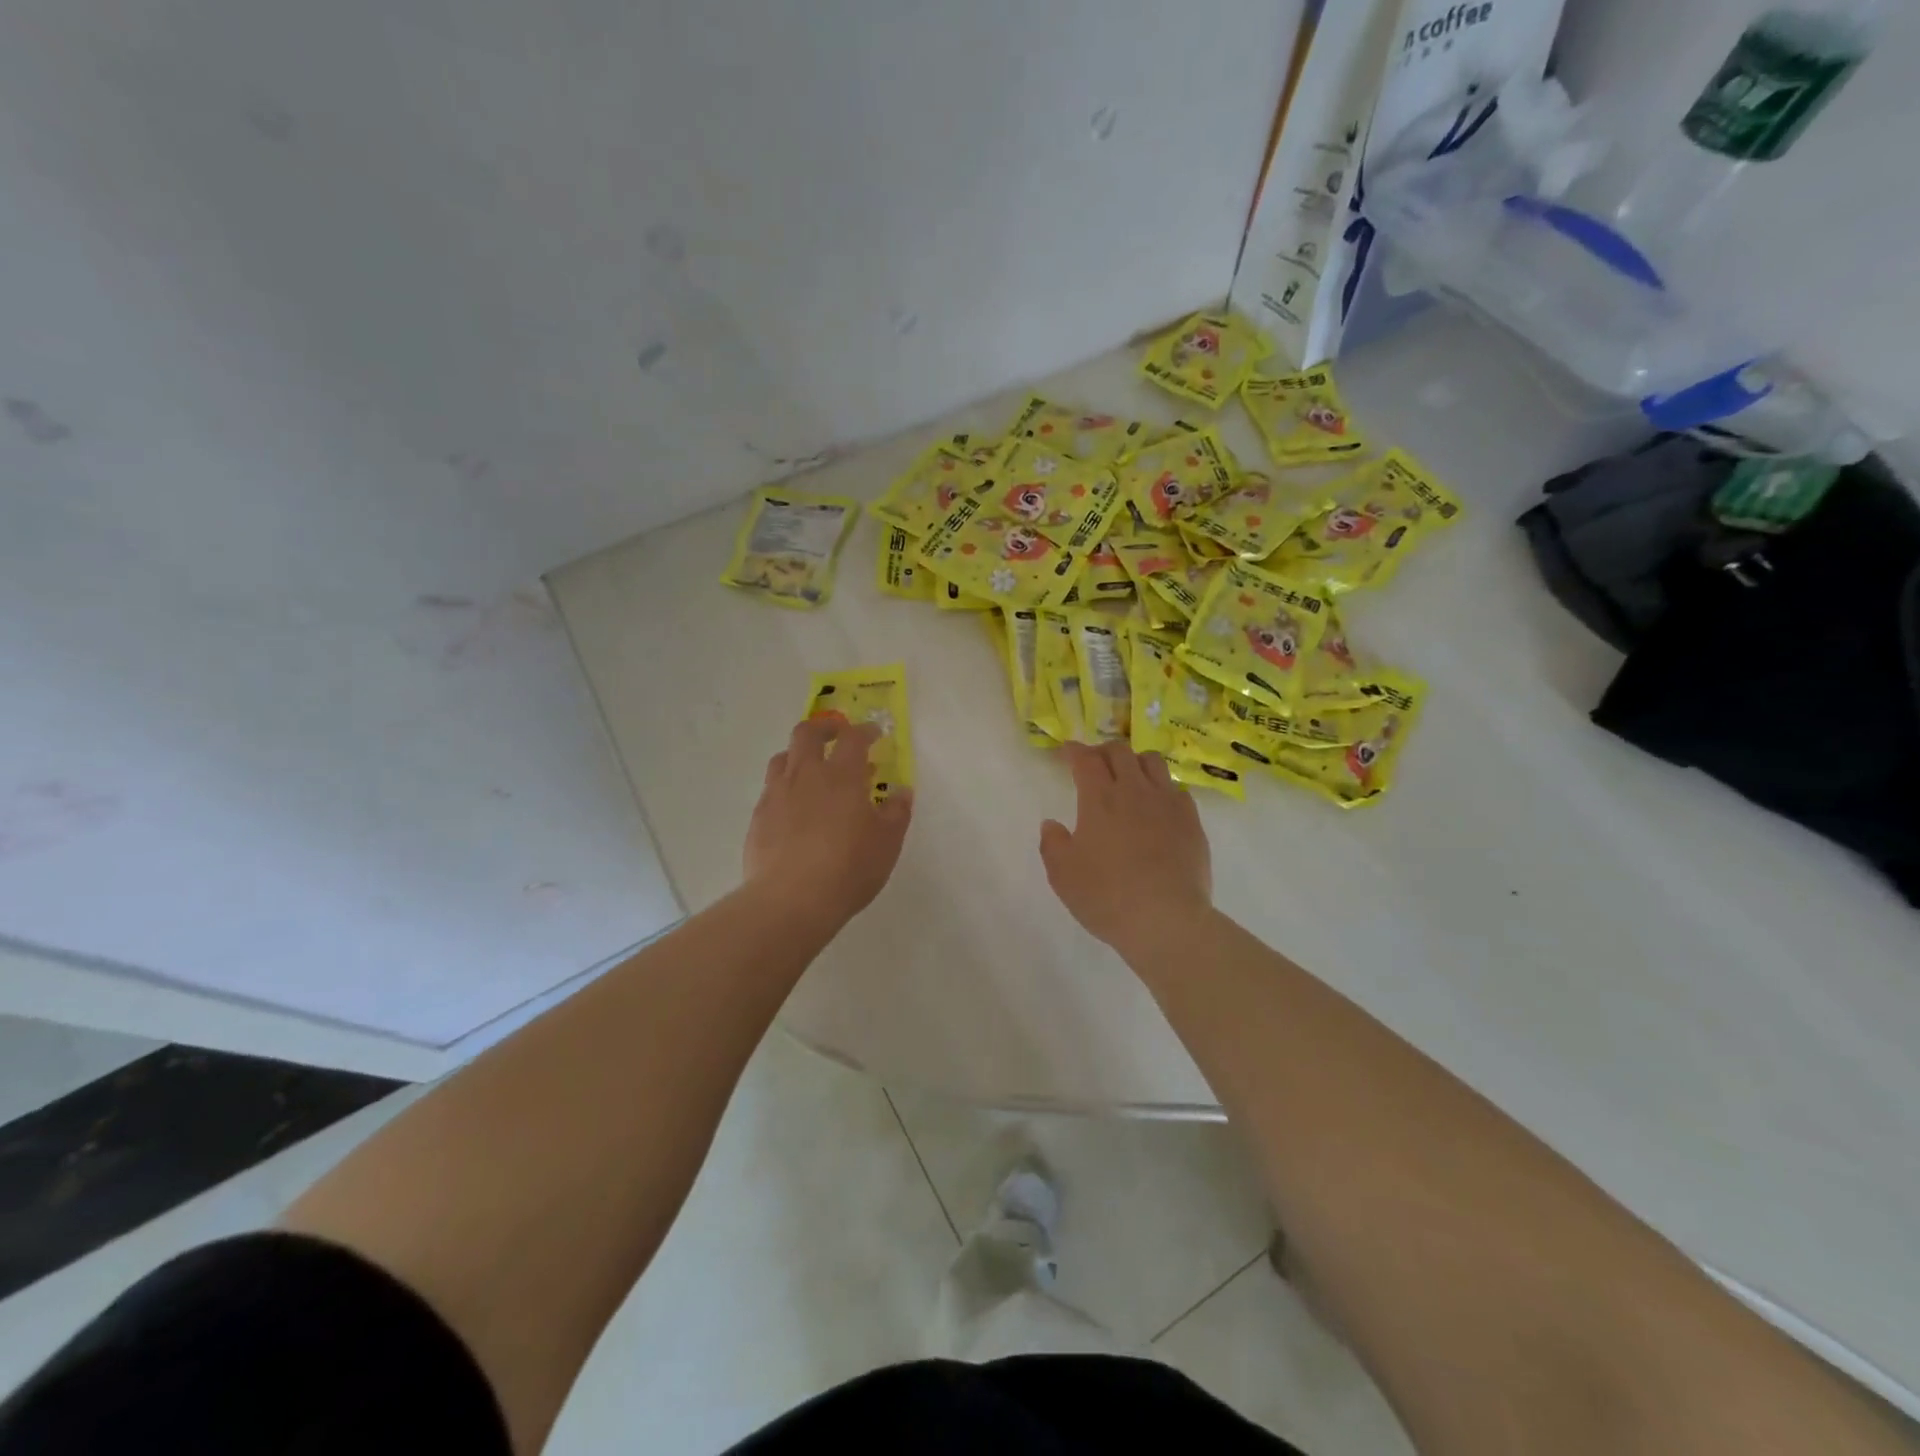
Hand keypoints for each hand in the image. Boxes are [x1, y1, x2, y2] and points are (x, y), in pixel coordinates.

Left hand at [744, 717, 912, 930]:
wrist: (790, 900)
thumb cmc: (848, 868)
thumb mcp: (887, 842)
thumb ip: (896, 812)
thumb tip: (901, 792)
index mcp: (842, 775)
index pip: (853, 738)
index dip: (865, 731)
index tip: (874, 734)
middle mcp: (806, 775)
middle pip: (807, 733)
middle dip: (824, 728)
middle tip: (838, 736)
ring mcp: (777, 794)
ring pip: (783, 758)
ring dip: (799, 755)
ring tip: (812, 770)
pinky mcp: (759, 817)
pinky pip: (771, 789)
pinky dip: (785, 787)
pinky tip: (794, 809)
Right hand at [1040, 740, 1212, 959]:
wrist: (1166, 919)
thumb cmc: (1106, 896)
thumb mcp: (1063, 875)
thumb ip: (1052, 843)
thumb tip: (1052, 824)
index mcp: (1099, 798)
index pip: (1086, 759)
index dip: (1075, 751)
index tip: (1068, 752)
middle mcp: (1134, 790)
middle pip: (1120, 751)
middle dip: (1103, 751)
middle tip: (1095, 764)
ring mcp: (1168, 803)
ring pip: (1153, 762)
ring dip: (1136, 762)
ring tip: (1129, 778)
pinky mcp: (1192, 821)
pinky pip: (1176, 789)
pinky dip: (1162, 789)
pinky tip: (1158, 807)